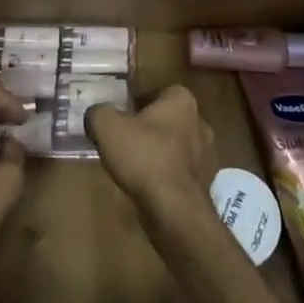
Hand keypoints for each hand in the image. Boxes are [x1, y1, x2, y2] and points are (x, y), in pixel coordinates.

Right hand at [85, 85, 214, 222]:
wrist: (175, 210)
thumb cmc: (144, 157)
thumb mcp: (108, 127)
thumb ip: (99, 112)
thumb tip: (96, 113)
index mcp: (182, 100)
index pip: (158, 92)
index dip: (137, 103)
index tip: (121, 117)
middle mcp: (200, 121)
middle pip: (168, 119)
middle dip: (149, 129)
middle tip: (125, 141)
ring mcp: (206, 154)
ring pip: (176, 146)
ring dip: (159, 154)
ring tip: (135, 167)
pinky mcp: (205, 183)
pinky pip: (181, 172)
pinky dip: (167, 176)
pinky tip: (149, 187)